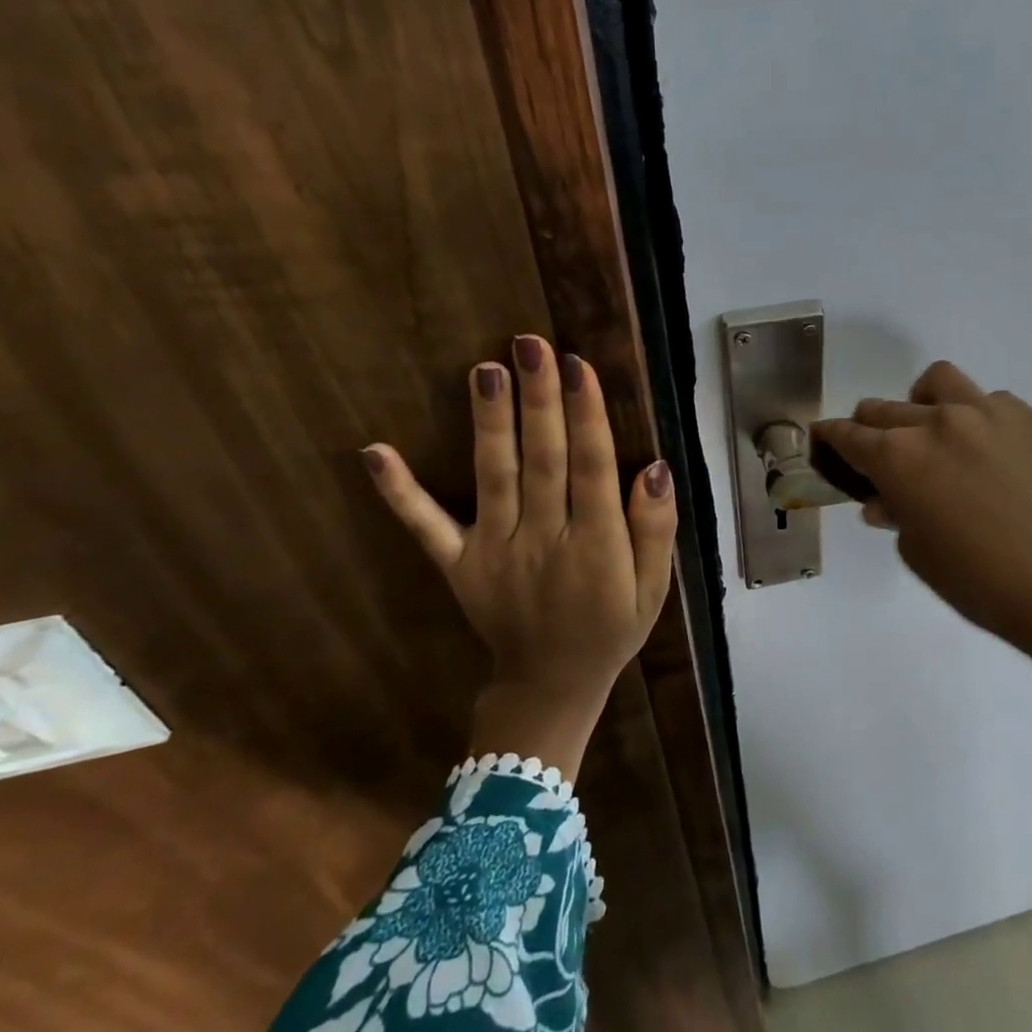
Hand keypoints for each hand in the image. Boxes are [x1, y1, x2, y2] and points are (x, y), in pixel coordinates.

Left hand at [362, 335, 676, 778]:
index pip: (592, 467)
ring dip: (489, 422)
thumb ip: (655, 529)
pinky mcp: (458, 564)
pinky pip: (426, 527)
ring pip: (494, 477)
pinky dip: (400, 492)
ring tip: (484, 370)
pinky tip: (375, 452)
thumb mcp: (653, 587)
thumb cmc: (611, 627)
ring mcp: (495, 552)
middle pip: (543, 460)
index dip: (586, 415)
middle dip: (538, 399)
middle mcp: (544, 540)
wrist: (550, 686)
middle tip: (529, 345)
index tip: (578, 365)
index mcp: (596, 546)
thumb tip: (654, 468)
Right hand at [813, 361, 1031, 651]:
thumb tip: (883, 500)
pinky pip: (993, 402)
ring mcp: (987, 412)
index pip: (849, 434)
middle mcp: (936, 422)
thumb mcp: (916, 550)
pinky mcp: (1029, 416)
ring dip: (925, 402)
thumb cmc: (973, 579)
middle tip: (881, 447)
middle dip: (871, 426)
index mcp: (899, 456)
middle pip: (884, 407)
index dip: (831, 436)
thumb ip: (895, 512)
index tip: (826, 437)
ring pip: (939, 381)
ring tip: (937, 427)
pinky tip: (994, 451)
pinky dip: (981, 420)